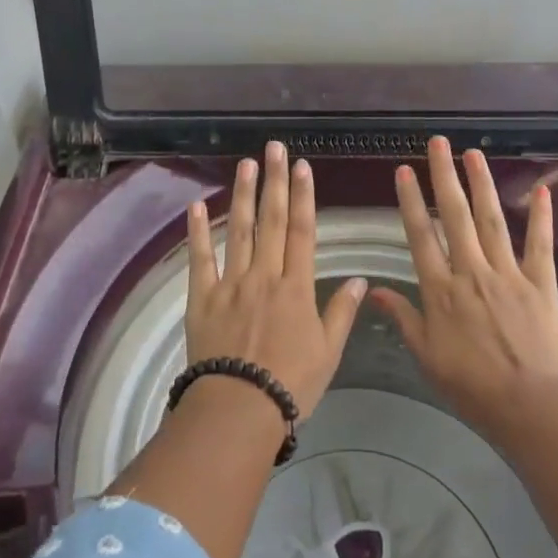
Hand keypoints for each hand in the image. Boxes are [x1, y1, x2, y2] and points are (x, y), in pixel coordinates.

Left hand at [186, 141, 366, 420]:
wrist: (239, 408)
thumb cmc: (290, 384)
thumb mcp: (328, 352)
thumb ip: (341, 312)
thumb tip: (360, 279)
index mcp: (296, 287)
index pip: (302, 231)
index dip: (304, 196)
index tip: (303, 167)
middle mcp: (264, 275)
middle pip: (271, 220)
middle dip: (275, 181)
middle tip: (275, 148)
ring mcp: (231, 283)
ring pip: (239, 230)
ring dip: (243, 194)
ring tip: (246, 164)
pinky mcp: (203, 296)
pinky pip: (201, 258)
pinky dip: (198, 231)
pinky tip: (197, 205)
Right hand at [369, 137, 557, 442]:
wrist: (531, 408)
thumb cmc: (472, 388)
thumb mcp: (427, 357)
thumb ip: (402, 318)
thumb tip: (373, 289)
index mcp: (441, 290)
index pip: (420, 235)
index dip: (410, 200)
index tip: (404, 170)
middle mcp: (471, 272)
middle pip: (455, 216)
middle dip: (444, 176)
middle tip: (438, 142)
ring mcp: (508, 274)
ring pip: (491, 220)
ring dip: (481, 184)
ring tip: (473, 153)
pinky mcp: (540, 283)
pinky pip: (540, 244)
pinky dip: (541, 216)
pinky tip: (541, 189)